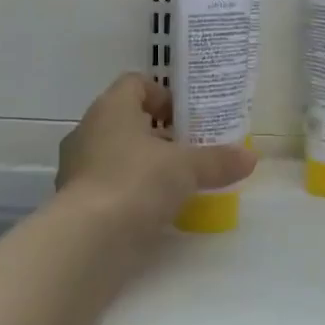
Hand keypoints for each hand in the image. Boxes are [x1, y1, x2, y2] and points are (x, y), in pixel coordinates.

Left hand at [57, 73, 256, 234]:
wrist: (87, 240)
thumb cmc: (136, 183)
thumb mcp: (186, 169)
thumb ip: (217, 160)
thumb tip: (250, 157)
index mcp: (111, 109)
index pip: (134, 83)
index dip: (162, 94)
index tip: (185, 117)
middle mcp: (88, 131)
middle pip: (126, 120)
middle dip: (158, 134)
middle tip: (188, 151)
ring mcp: (76, 167)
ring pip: (115, 153)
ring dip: (143, 164)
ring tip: (175, 183)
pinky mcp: (74, 201)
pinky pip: (106, 185)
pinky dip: (129, 192)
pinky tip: (153, 210)